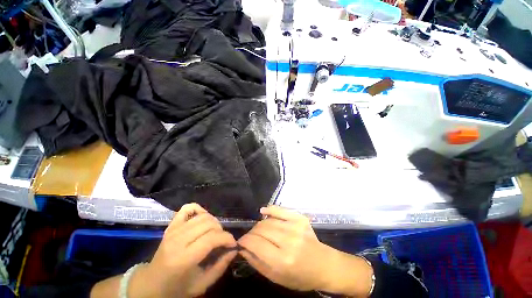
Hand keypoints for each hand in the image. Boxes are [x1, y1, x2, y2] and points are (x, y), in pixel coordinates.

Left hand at [131, 203, 236, 297]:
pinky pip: (188, 208)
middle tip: (222, 240)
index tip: (232, 243)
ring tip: (214, 232)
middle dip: (221, 230)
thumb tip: (234, 249)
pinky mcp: (171, 225)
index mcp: (183, 259)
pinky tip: (203, 218)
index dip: (227, 238)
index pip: (211, 238)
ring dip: (214, 222)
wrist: (151, 283)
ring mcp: (173, 230)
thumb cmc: (177, 288)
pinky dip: (199, 209)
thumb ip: (220, 267)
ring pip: (202, 216)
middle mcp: (177, 240)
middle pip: (208, 224)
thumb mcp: (201, 285)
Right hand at [237, 206, 372, 296]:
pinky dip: (270, 209)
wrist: (323, 264)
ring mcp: (295, 226)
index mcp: (282, 260)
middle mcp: (288, 241)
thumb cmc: (300, 276)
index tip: (240, 242)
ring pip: (268, 220)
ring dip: (259, 225)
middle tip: (249, 237)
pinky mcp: (300, 218)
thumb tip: (243, 248)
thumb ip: (257, 262)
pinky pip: (280, 209)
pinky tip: (263, 211)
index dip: (244, 241)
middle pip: (261, 229)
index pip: (255, 243)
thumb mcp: (276, 278)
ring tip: (257, 230)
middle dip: (251, 233)